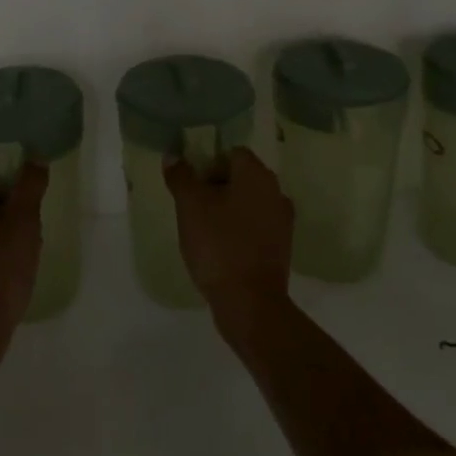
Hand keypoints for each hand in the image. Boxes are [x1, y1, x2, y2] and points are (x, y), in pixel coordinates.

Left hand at [0, 163, 46, 354]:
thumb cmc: (0, 269)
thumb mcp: (24, 221)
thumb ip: (30, 185)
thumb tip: (35, 157)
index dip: (15, 187)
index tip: (32, 207)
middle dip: (10, 212)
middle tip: (31, 231)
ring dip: (1, 233)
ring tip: (22, 254)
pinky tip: (7, 271)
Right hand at [164, 147, 294, 340]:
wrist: (250, 302)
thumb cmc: (219, 245)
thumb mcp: (190, 206)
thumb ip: (181, 177)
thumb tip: (173, 156)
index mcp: (256, 174)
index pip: (231, 152)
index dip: (208, 163)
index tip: (190, 183)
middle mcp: (275, 191)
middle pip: (241, 176)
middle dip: (216, 186)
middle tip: (192, 205)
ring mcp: (282, 220)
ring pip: (249, 202)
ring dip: (228, 209)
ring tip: (203, 228)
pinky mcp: (281, 247)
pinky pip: (256, 226)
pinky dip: (239, 230)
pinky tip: (221, 247)